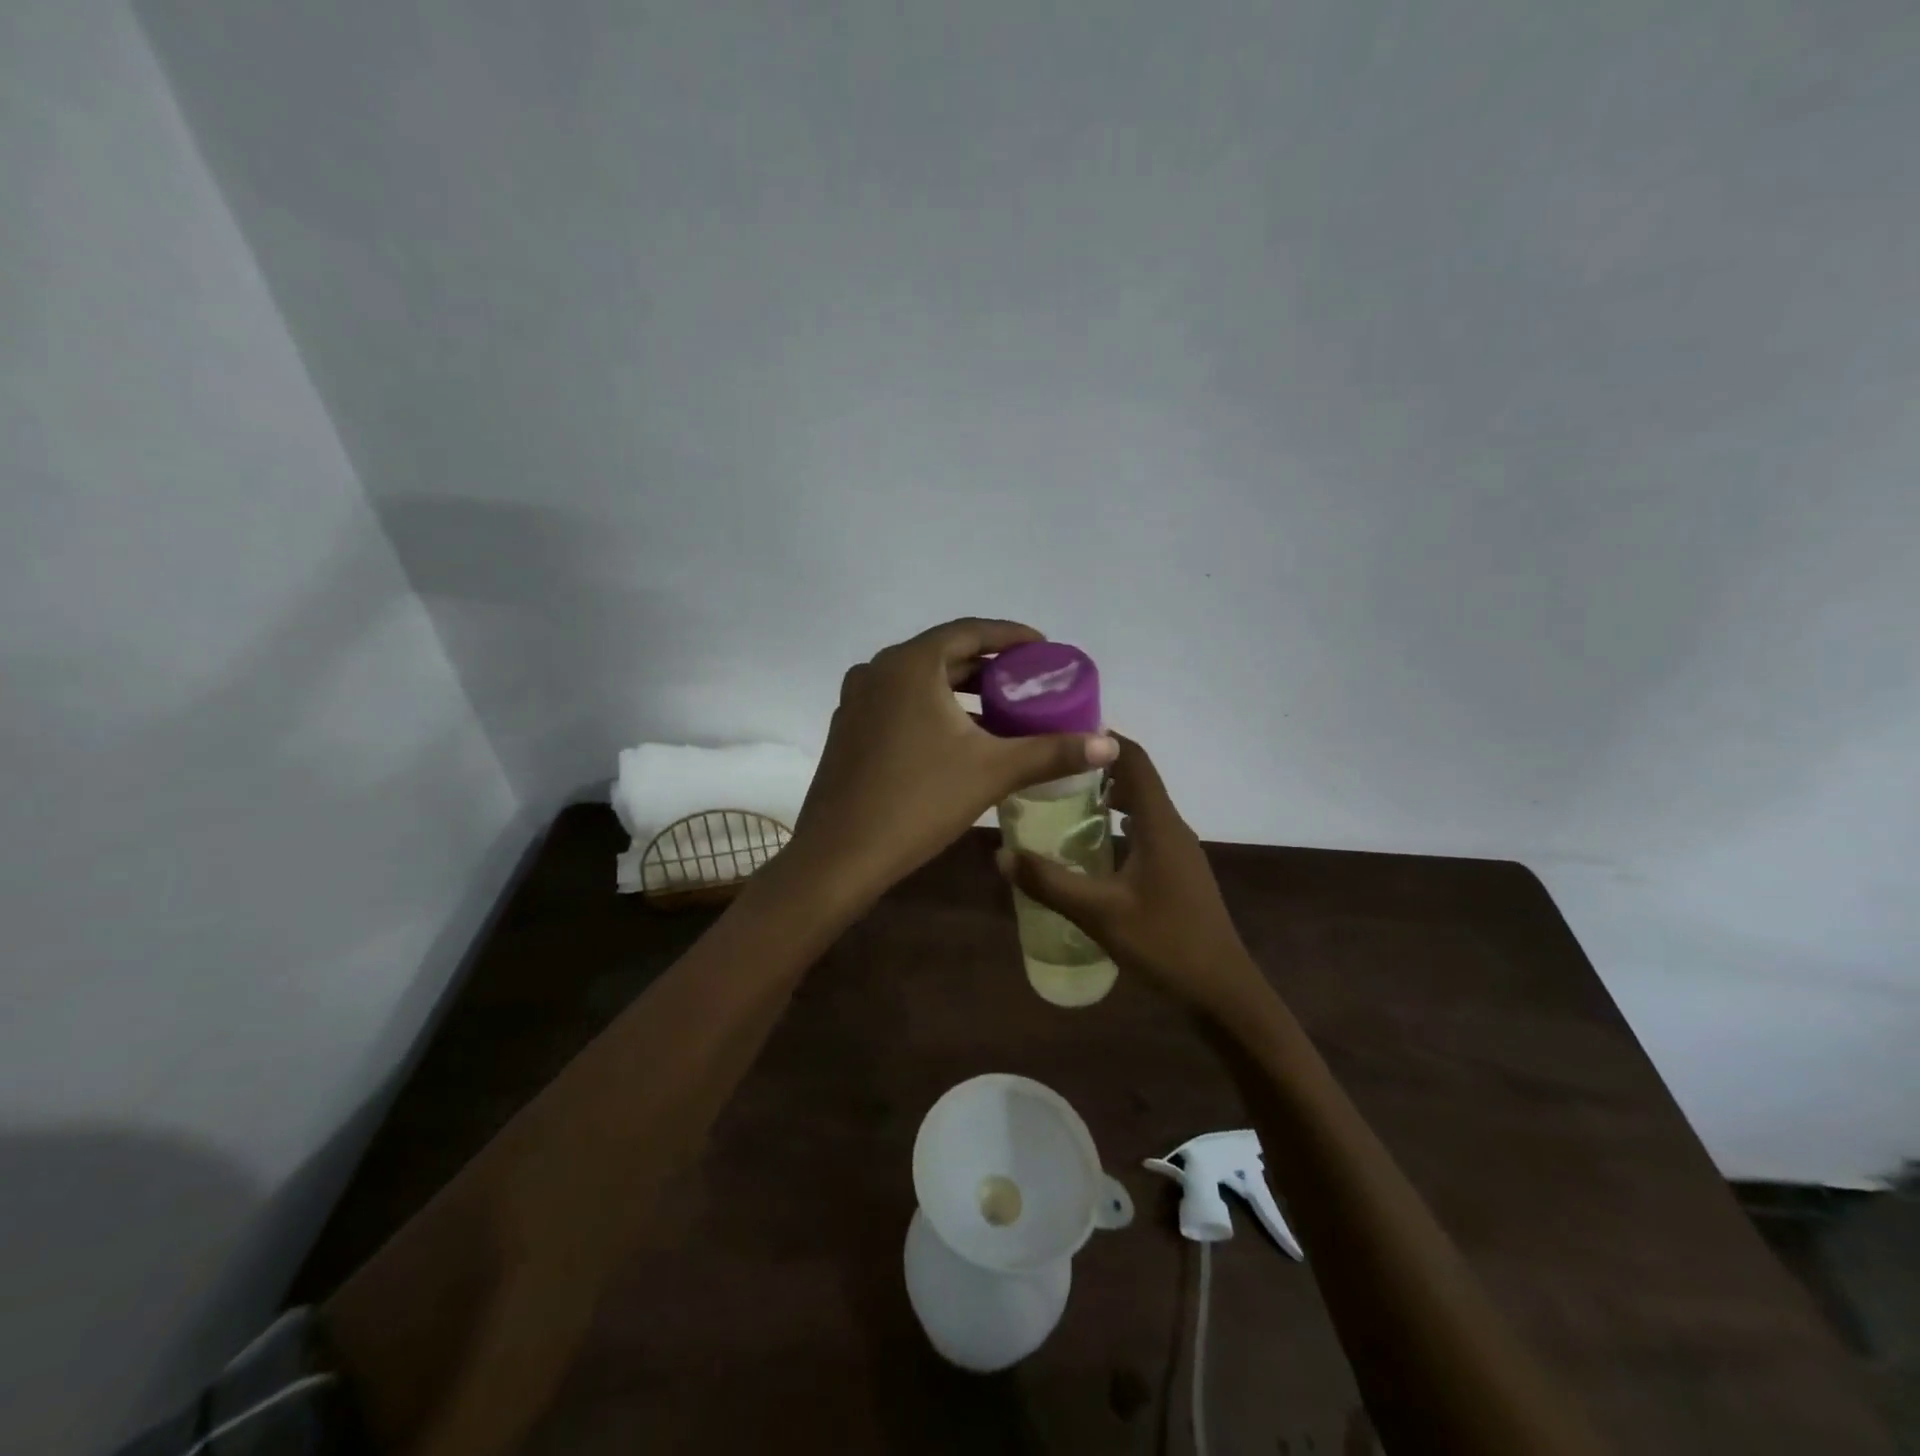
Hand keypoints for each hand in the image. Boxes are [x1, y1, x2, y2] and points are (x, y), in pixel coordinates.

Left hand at [785, 619, 1118, 909]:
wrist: (839, 856)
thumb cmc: (917, 802)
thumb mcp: (992, 772)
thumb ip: (1052, 752)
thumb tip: (1110, 745)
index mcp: (910, 664)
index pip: (969, 631)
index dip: (1011, 636)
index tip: (1045, 648)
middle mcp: (877, 670)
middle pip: (944, 654)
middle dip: (989, 665)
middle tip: (1029, 681)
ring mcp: (856, 700)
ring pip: (920, 682)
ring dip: (962, 690)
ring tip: (1003, 709)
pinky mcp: (848, 729)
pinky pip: (900, 703)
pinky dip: (934, 709)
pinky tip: (960, 738)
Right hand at [996, 735, 1268, 1018]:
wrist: (1222, 992)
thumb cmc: (1165, 943)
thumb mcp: (1099, 913)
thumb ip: (1049, 882)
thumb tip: (1001, 854)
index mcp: (1159, 823)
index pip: (1134, 758)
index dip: (1102, 739)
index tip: (1061, 734)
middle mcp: (1172, 828)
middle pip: (1136, 779)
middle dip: (1095, 769)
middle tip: (1049, 772)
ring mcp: (1179, 852)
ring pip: (1141, 808)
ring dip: (1106, 799)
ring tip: (1061, 805)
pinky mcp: (1178, 874)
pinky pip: (1145, 833)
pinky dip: (1117, 827)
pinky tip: (1090, 850)